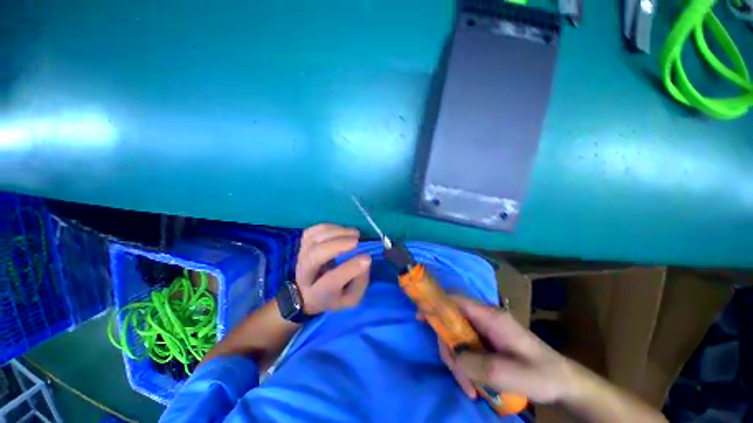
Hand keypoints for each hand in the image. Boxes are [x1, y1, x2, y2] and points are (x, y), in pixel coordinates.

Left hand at [295, 224, 371, 314]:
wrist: (305, 293)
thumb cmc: (332, 296)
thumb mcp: (351, 298)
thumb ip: (360, 282)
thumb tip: (365, 259)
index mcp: (318, 294)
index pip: (331, 281)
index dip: (350, 268)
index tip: (367, 258)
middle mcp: (305, 275)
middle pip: (316, 255)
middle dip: (338, 245)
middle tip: (357, 241)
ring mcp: (301, 257)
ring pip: (314, 239)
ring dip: (336, 232)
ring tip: (354, 233)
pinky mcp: (302, 246)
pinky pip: (311, 231)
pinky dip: (328, 227)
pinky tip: (341, 230)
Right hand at [436, 296, 579, 403]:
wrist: (563, 382)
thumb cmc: (541, 374)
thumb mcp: (511, 374)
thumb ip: (478, 364)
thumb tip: (454, 357)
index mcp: (490, 317)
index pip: (456, 301)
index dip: (436, 304)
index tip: (420, 316)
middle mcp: (485, 319)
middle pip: (453, 324)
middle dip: (450, 349)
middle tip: (458, 376)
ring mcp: (485, 331)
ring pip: (458, 339)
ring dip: (458, 363)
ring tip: (470, 389)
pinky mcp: (486, 343)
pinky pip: (466, 349)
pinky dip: (465, 366)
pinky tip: (473, 385)